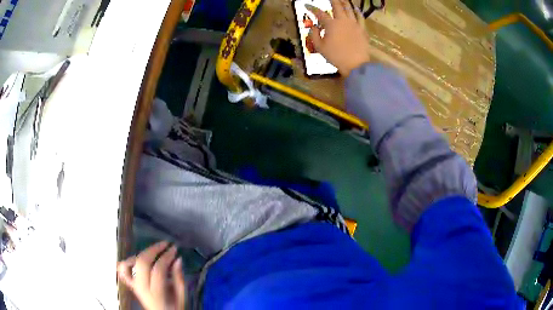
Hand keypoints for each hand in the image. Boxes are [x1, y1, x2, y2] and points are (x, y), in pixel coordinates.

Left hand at [117, 241, 186, 309]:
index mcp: (156, 294)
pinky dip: (128, 261)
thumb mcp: (182, 296)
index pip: (158, 270)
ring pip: (130, 263)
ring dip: (141, 253)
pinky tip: (138, 258)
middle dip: (153, 249)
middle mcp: (141, 289)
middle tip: (165, 244)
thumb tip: (178, 259)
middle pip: (142, 263)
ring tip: (153, 250)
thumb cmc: (175, 308)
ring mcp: (133, 286)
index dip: (166, 257)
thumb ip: (179, 278)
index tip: (174, 249)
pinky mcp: (130, 284)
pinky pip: (122, 270)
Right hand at [306, 0, 371, 76]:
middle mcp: (342, 20)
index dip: (312, 8)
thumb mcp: (320, 47)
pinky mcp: (362, 29)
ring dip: (344, 2)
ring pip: (349, 9)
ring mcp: (354, 24)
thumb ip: (314, 35)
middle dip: (332, 0)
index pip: (319, 13)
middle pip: (337, 6)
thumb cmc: (336, 56)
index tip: (307, 5)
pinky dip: (357, 11)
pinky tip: (355, 8)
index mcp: (331, 24)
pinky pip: (360, 17)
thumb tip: (314, 27)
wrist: (356, 64)